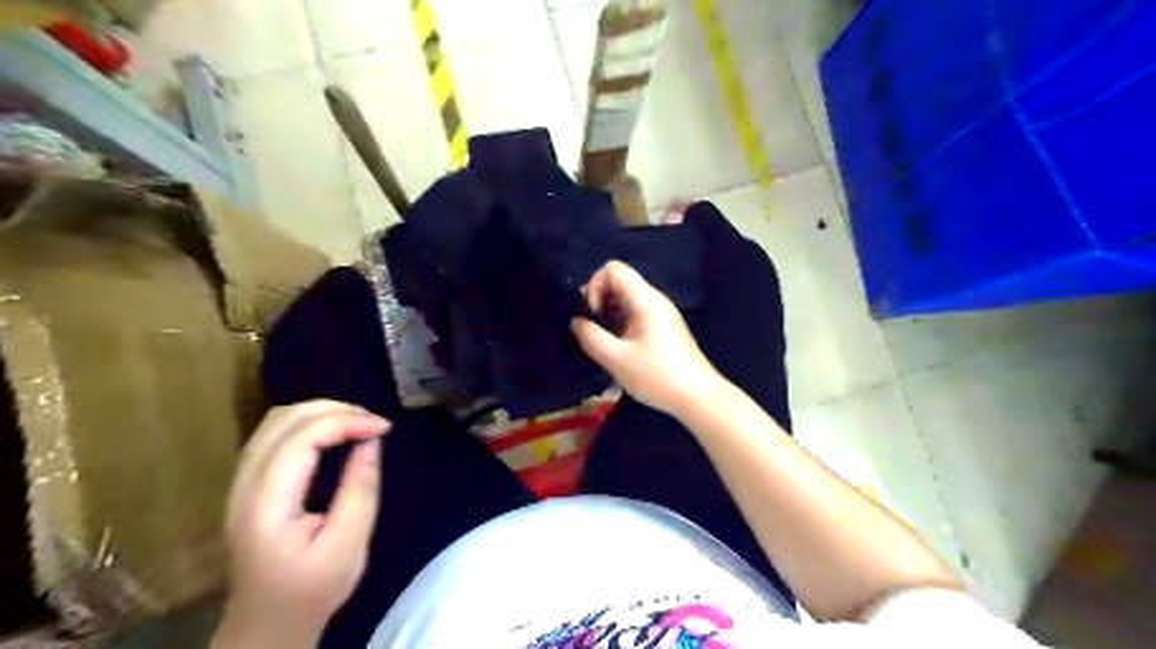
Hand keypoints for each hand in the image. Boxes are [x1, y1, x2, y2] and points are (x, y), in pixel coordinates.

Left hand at [216, 401, 393, 648]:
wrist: (267, 624)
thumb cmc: (311, 589)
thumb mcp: (348, 544)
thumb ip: (360, 489)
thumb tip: (371, 442)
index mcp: (266, 503)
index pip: (301, 437)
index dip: (347, 421)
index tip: (385, 429)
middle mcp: (244, 485)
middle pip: (284, 419)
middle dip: (336, 409)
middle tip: (375, 422)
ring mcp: (241, 482)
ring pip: (276, 420)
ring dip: (322, 412)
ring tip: (359, 423)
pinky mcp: (248, 484)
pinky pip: (275, 434)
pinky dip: (310, 423)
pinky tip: (335, 433)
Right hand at [571, 261, 719, 417]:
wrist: (698, 397)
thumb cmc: (656, 375)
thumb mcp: (616, 359)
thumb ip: (590, 337)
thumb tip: (577, 321)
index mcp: (644, 299)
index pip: (613, 268)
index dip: (595, 285)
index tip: (593, 315)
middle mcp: (655, 299)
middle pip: (620, 281)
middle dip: (599, 300)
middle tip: (594, 330)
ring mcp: (662, 313)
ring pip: (627, 299)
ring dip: (610, 314)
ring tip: (605, 342)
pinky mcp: (665, 328)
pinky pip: (637, 313)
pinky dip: (622, 323)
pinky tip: (621, 349)